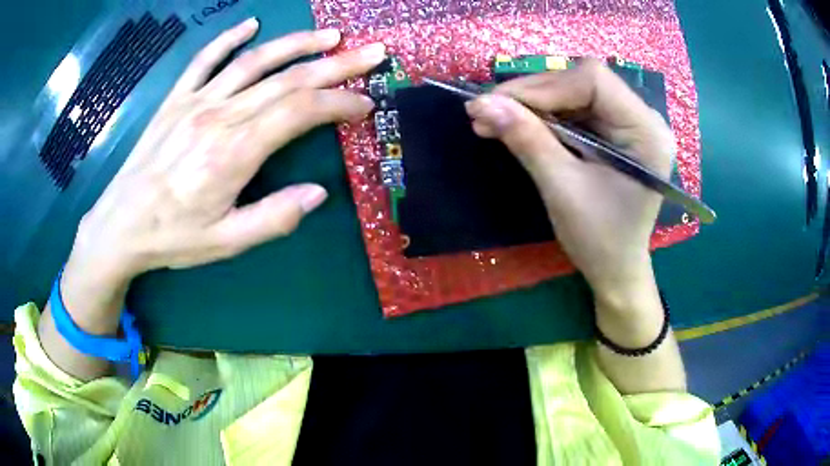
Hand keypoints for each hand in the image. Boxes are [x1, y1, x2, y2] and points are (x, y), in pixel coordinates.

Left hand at [69, 19, 384, 286]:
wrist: (120, 225)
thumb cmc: (172, 237)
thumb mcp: (226, 242)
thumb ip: (274, 218)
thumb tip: (318, 194)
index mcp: (234, 153)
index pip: (300, 112)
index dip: (338, 103)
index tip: (365, 104)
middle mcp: (219, 116)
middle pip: (287, 79)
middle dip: (336, 64)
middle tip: (372, 53)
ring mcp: (195, 102)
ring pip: (254, 61)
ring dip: (296, 44)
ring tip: (330, 36)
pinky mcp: (175, 99)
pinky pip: (204, 59)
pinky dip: (229, 38)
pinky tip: (252, 24)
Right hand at [464, 60, 673, 307]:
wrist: (616, 269)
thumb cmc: (600, 240)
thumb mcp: (562, 189)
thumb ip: (527, 140)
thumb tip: (483, 104)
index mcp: (647, 132)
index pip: (594, 80)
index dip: (543, 86)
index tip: (498, 103)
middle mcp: (644, 119)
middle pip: (583, 82)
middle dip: (533, 95)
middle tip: (487, 110)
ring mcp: (630, 123)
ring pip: (574, 93)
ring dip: (533, 105)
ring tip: (493, 119)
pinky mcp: (615, 132)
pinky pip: (575, 109)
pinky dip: (544, 116)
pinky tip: (518, 125)